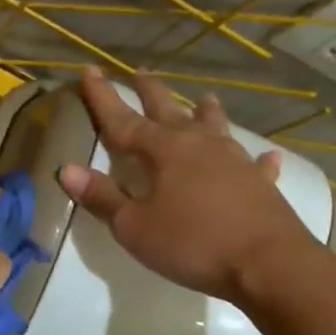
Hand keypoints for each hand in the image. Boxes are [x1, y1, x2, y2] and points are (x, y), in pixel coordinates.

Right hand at [58, 67, 317, 305]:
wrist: (268, 264)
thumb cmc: (192, 243)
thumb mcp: (134, 226)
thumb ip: (102, 196)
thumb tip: (67, 169)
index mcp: (164, 151)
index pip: (123, 119)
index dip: (103, 96)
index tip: (89, 70)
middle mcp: (199, 145)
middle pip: (169, 110)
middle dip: (151, 92)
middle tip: (141, 71)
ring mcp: (234, 161)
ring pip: (215, 127)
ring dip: (205, 112)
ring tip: (204, 98)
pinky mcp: (260, 184)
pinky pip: (256, 164)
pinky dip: (256, 158)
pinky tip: (265, 156)